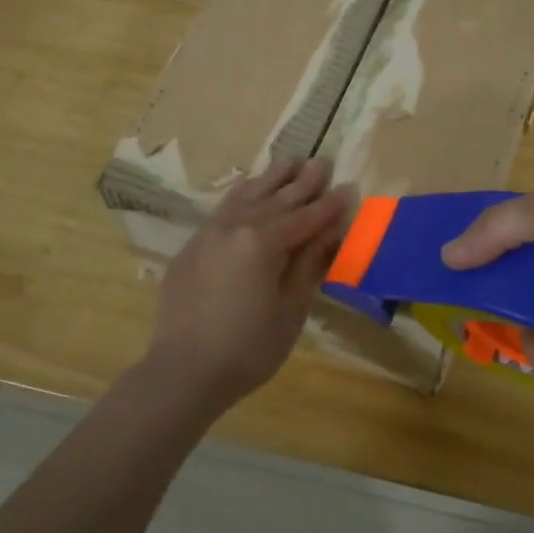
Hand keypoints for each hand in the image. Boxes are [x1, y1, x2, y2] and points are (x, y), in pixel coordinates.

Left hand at [144, 157, 352, 412]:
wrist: (183, 371)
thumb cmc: (248, 349)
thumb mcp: (291, 309)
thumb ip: (309, 263)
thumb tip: (331, 230)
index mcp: (263, 242)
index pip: (306, 217)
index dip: (330, 205)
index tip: (350, 187)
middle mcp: (235, 226)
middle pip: (276, 198)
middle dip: (303, 181)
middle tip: (323, 161)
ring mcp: (209, 232)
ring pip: (246, 195)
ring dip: (271, 178)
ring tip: (291, 162)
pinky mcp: (192, 245)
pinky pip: (224, 208)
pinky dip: (243, 193)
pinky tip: (249, 188)